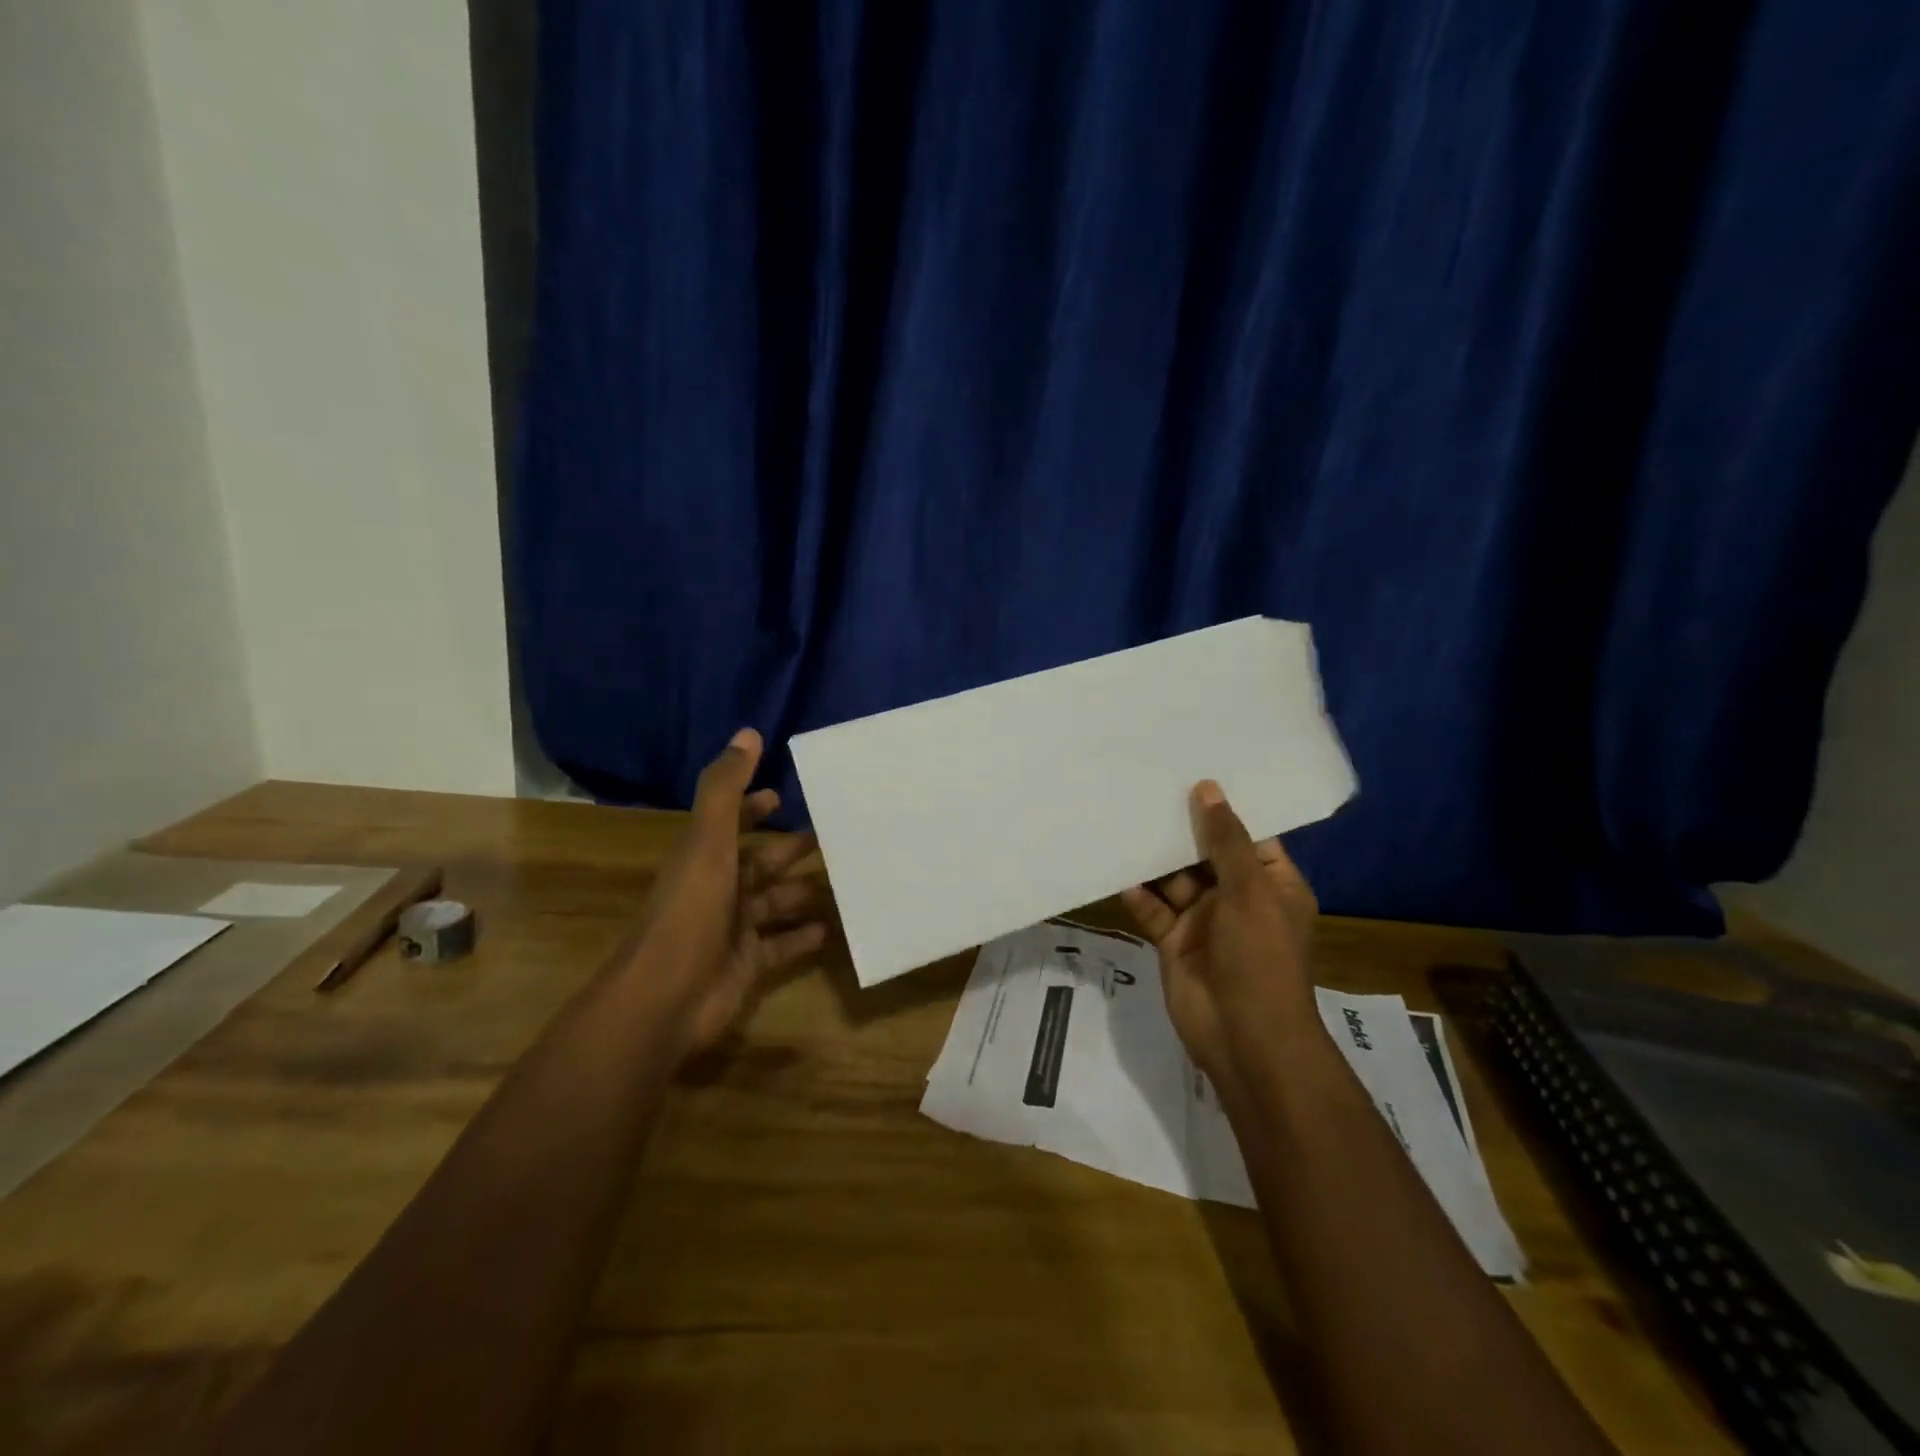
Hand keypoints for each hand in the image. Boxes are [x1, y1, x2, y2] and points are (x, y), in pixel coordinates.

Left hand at [624, 729, 831, 1059]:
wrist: (667, 997)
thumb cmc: (691, 911)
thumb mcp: (708, 841)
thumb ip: (727, 789)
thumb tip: (748, 734)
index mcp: (705, 857)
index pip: (731, 823)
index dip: (753, 808)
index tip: (782, 795)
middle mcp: (719, 889)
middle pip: (760, 863)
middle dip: (789, 850)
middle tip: (832, 838)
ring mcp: (733, 929)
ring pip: (775, 902)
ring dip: (802, 892)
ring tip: (845, 881)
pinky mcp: (748, 964)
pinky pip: (782, 944)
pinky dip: (804, 936)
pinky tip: (831, 929)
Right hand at [1120, 780, 1321, 1094]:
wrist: (1244, 1037)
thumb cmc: (1260, 957)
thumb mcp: (1249, 891)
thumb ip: (1225, 840)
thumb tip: (1208, 788)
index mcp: (1272, 885)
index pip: (1249, 837)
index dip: (1224, 809)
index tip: (1192, 774)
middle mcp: (1238, 899)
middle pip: (1206, 855)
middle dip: (1180, 830)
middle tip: (1145, 789)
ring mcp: (1204, 921)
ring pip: (1175, 881)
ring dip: (1154, 861)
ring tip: (1124, 822)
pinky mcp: (1174, 942)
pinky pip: (1153, 910)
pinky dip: (1138, 895)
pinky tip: (1119, 874)